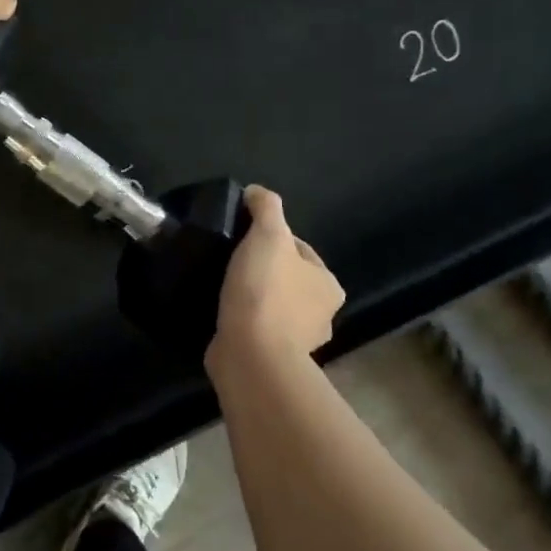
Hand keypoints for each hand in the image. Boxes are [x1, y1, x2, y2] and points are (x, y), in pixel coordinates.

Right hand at [207, 186, 345, 376]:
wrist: (250, 354)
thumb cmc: (265, 291)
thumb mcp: (267, 235)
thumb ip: (266, 207)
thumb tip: (256, 191)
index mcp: (328, 285)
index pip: (299, 250)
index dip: (271, 238)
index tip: (242, 238)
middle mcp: (321, 315)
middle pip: (287, 279)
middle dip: (263, 270)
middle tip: (230, 261)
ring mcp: (298, 342)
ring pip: (272, 306)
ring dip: (253, 298)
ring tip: (222, 287)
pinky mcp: (272, 359)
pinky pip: (256, 330)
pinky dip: (243, 321)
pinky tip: (222, 313)